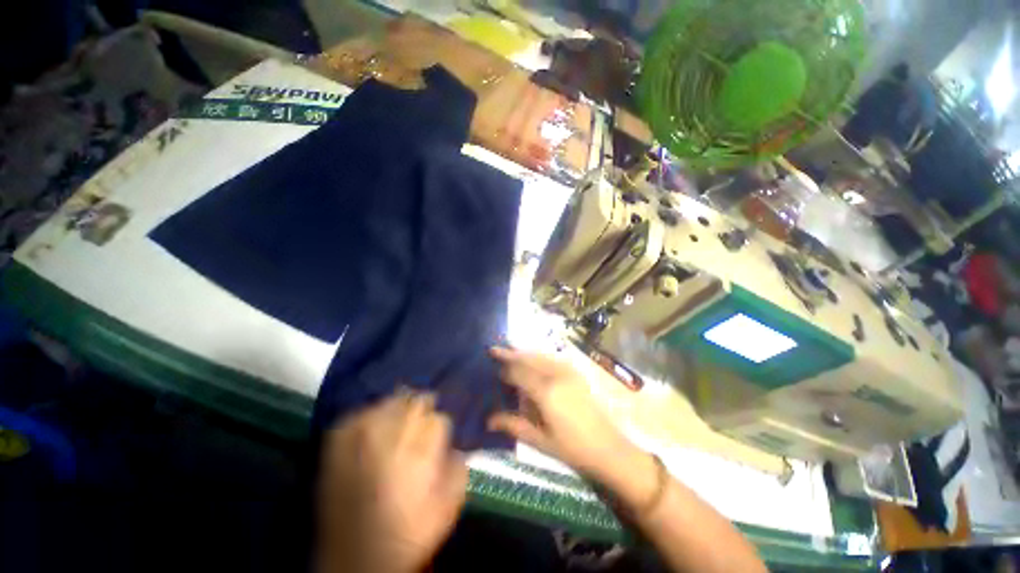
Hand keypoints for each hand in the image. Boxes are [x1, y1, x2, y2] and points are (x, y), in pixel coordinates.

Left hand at [316, 390, 467, 572]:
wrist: (354, 563)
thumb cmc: (407, 536)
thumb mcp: (447, 508)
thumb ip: (459, 469)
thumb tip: (456, 445)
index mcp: (420, 454)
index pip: (438, 419)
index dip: (441, 424)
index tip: (439, 432)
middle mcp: (391, 439)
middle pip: (414, 403)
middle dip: (423, 408)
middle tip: (423, 418)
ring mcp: (361, 439)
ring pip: (388, 403)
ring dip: (399, 407)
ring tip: (400, 417)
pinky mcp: (337, 445)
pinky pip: (358, 414)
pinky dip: (369, 413)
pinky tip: (374, 423)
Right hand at [487, 346, 642, 483]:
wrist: (607, 447)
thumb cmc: (571, 448)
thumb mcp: (539, 440)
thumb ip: (512, 425)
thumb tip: (488, 419)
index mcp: (545, 391)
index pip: (518, 372)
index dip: (503, 368)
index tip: (491, 365)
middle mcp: (556, 374)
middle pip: (528, 358)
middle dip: (510, 353)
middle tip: (494, 349)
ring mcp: (568, 371)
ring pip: (539, 354)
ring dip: (523, 352)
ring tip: (509, 350)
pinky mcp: (576, 372)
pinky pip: (551, 357)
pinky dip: (538, 355)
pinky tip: (532, 359)